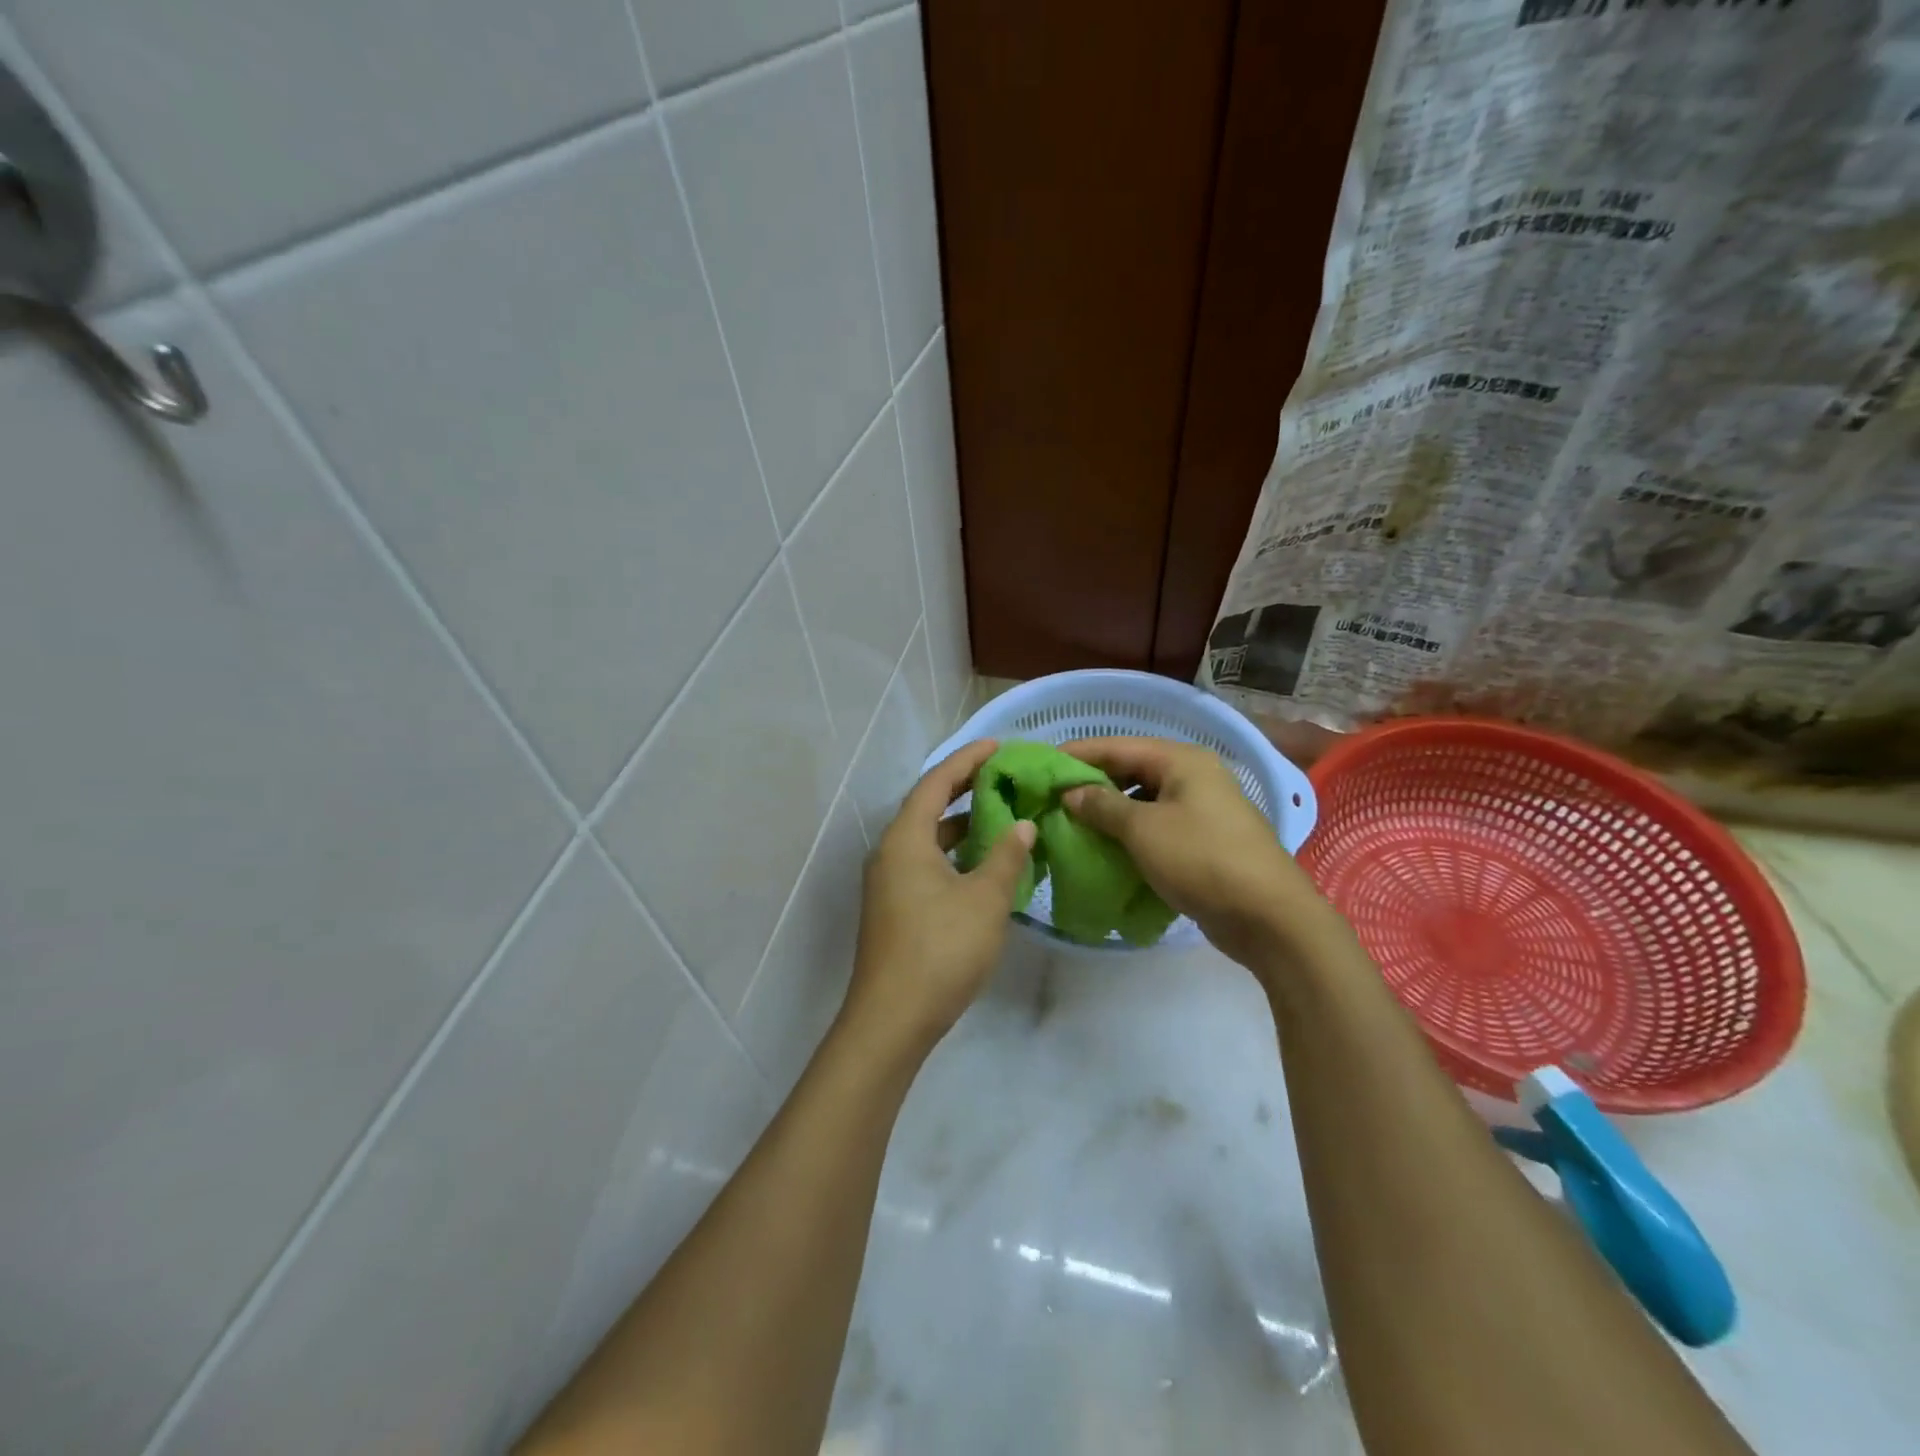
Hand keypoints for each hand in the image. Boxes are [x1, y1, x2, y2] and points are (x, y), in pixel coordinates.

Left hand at [841, 740, 1035, 1059]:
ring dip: (961, 826)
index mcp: (905, 839)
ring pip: (927, 840)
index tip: (997, 746)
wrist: (892, 1019)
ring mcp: (888, 883)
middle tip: (1003, 778)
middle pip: (927, 807)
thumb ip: (1006, 857)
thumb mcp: (985, 900)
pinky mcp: (894, 908)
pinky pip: (925, 864)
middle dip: (965, 790)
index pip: (936, 783)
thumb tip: (1022, 826)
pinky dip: (953, 855)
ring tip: (1001, 818)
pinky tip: (982, 866)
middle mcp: (890, 853)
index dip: (967, 761)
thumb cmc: (941, 950)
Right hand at [1060, 736, 1330, 973]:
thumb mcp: (1143, 830)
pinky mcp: (1203, 841)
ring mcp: (1201, 810)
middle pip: (1131, 771)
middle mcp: (1193, 777)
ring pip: (1143, 801)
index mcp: (1182, 761)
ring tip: (1072, 824)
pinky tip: (1104, 848)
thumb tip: (1071, 793)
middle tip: (1052, 798)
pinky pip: (1156, 827)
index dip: (1078, 754)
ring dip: (1109, 812)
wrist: (1269, 917)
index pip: (1118, 746)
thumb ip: (1102, 806)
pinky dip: (1129, 834)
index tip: (1042, 766)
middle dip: (1092, 784)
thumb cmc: (1202, 859)